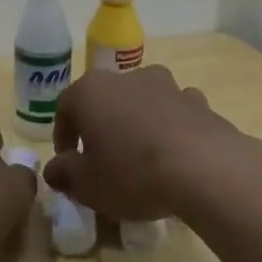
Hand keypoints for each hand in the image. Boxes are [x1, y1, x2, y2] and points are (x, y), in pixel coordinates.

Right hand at [43, 66, 246, 221]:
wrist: (206, 169)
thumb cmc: (133, 173)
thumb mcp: (87, 185)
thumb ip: (64, 174)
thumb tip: (55, 168)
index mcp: (91, 90)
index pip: (66, 107)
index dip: (64, 136)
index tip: (69, 163)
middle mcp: (127, 76)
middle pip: (105, 100)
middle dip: (101, 127)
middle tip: (103, 162)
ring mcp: (167, 85)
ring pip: (142, 102)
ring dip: (137, 124)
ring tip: (142, 160)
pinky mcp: (198, 101)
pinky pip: (175, 112)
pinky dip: (170, 128)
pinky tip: (175, 156)